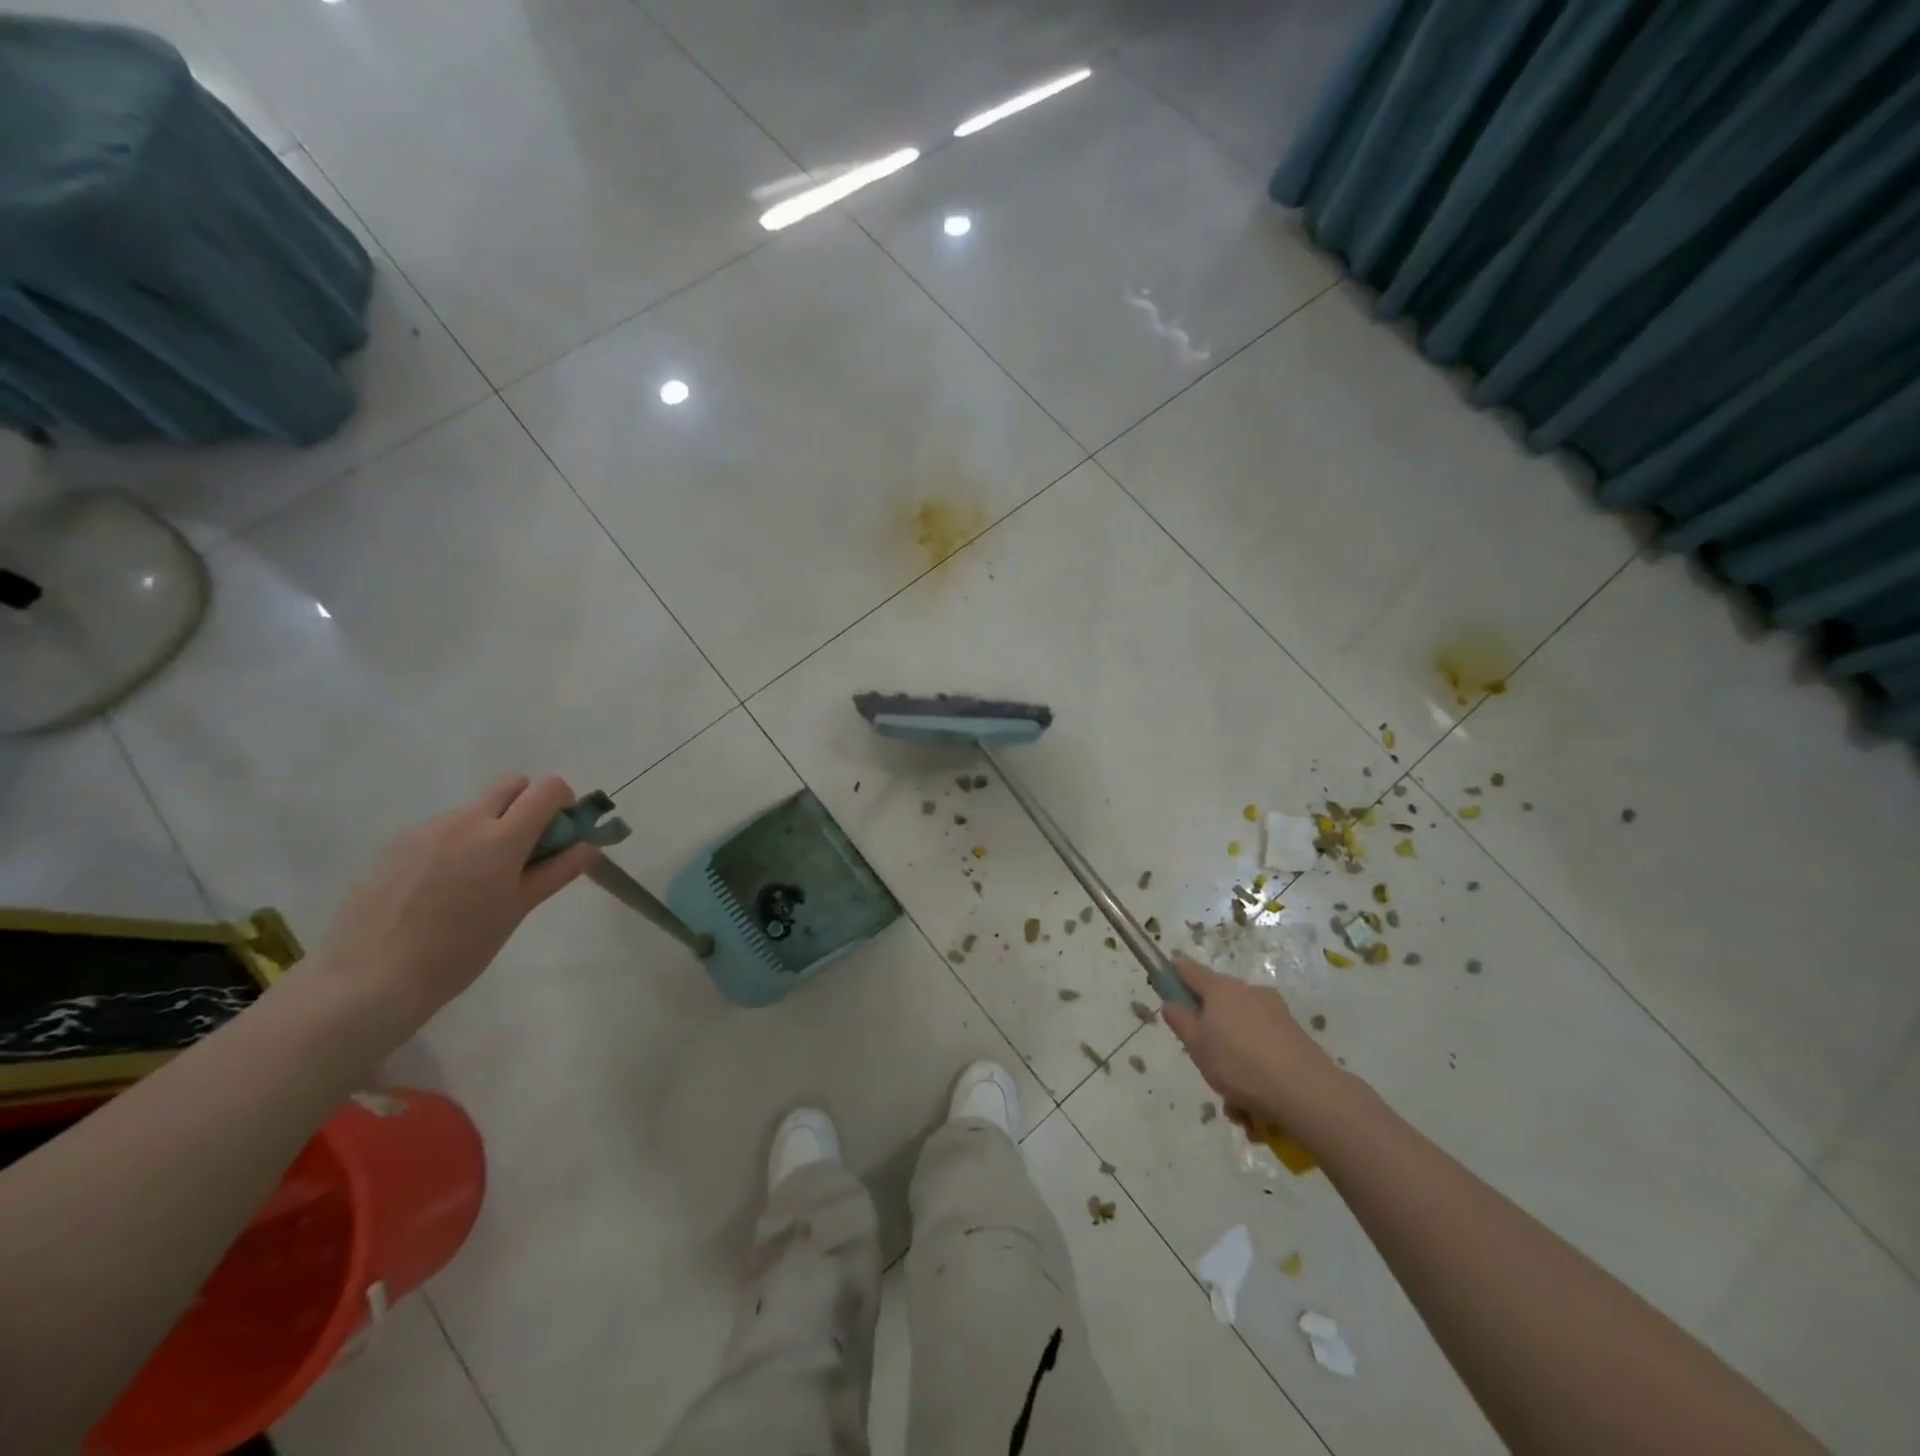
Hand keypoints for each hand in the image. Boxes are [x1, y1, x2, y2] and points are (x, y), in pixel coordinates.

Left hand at [311, 776, 600, 1034]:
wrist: (371, 978)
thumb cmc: (459, 949)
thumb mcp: (518, 910)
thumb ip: (556, 871)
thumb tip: (589, 847)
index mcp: (500, 838)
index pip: (547, 789)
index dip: (562, 803)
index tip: (561, 834)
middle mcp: (464, 821)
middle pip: (511, 785)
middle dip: (528, 805)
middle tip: (525, 850)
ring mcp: (426, 829)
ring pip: (474, 808)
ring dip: (490, 826)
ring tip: (477, 880)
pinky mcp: (397, 844)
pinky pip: (442, 828)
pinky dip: (457, 843)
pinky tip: (441, 888)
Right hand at [1162, 956, 1345, 1129]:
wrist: (1306, 1091)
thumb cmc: (1239, 1064)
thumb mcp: (1197, 1046)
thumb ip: (1180, 1021)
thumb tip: (1171, 1003)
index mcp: (1220, 988)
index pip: (1187, 970)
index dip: (1173, 976)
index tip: (1165, 991)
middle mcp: (1248, 992)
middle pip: (1218, 1005)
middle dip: (1210, 1035)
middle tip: (1205, 1065)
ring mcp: (1275, 1012)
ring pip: (1241, 1033)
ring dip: (1233, 1061)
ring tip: (1234, 1104)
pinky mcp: (1295, 1036)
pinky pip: (1264, 1048)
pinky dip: (1256, 1070)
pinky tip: (1256, 1108)